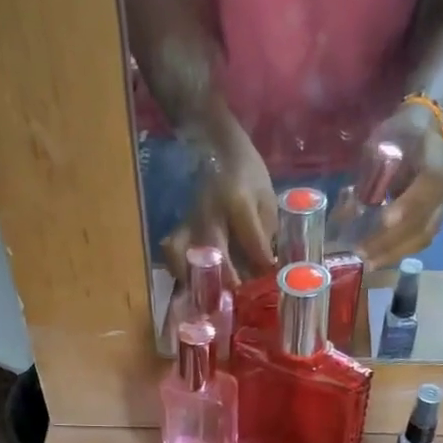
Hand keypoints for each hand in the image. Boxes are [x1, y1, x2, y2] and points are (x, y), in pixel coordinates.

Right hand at [163, 120, 277, 283]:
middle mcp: (209, 213)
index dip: (263, 266)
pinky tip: (191, 284)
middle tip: (237, 295)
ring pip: (183, 256)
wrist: (217, 146)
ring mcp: (190, 221)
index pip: (253, 244)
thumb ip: (266, 235)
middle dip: (226, 279)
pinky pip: (172, 252)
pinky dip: (179, 271)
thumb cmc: (248, 176)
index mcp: (237, 203)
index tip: (270, 276)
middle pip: (214, 254)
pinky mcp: (179, 227)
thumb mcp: (266, 200)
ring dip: (195, 279)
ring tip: (208, 296)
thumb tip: (265, 271)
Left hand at [355, 103, 442, 268]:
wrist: (426, 131)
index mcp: (437, 158)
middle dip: (392, 240)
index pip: (430, 183)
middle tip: (363, 253)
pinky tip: (377, 259)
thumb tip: (348, 209)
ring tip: (368, 263)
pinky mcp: (435, 219)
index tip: (385, 220)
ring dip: (394, 252)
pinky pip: (419, 240)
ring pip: (422, 236)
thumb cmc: (401, 133)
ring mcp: (442, 206)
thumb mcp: (383, 139)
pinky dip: (398, 252)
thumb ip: (369, 172)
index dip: (409, 203)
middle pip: (424, 220)